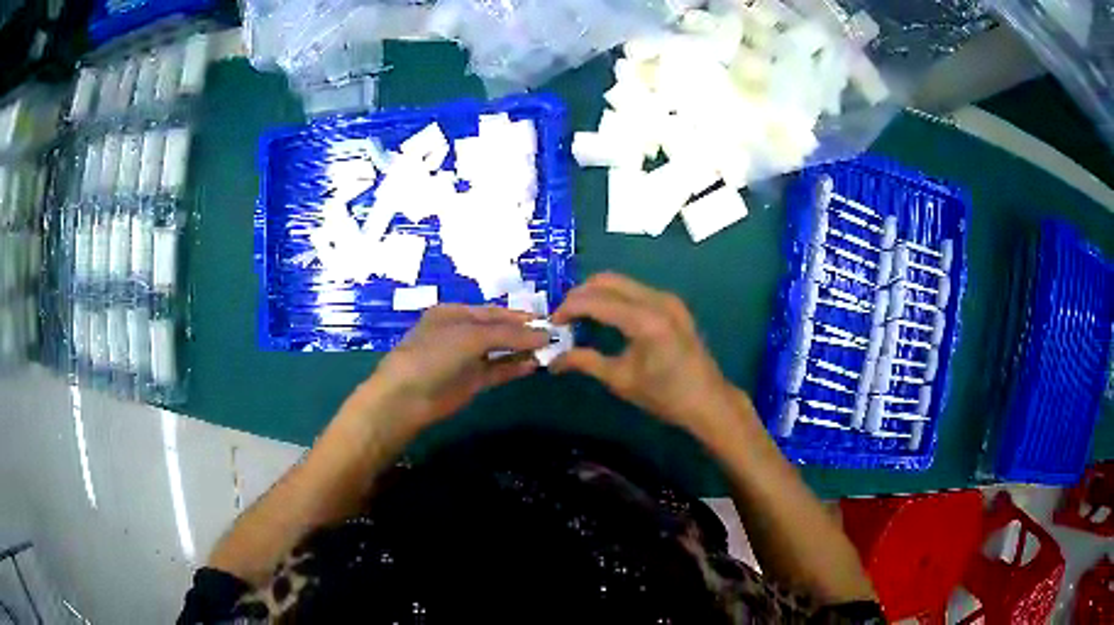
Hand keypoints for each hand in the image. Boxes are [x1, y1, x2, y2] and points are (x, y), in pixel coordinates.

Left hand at [343, 305, 548, 445]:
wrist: (407, 397)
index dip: (520, 316)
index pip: (493, 311)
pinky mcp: (471, 382)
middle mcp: (461, 333)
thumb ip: (508, 334)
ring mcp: (466, 359)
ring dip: (523, 350)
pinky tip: (535, 365)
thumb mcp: (471, 336)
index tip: (549, 319)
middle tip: (555, 335)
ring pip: (500, 351)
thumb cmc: (434, 354)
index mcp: (454, 313)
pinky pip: (498, 371)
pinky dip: (515, 368)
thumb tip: (544, 334)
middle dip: (524, 332)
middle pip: (499, 330)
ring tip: (552, 350)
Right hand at [550, 273, 743, 437]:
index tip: (552, 323)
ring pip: (622, 282)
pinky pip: (636, 290)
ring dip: (597, 293)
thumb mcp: (621, 380)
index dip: (569, 308)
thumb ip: (585, 362)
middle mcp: (657, 300)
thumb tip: (552, 360)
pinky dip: (615, 297)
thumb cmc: (665, 396)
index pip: (596, 301)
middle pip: (607, 281)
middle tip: (563, 316)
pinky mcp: (673, 304)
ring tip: (579, 316)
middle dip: (580, 294)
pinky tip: (605, 316)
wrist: (708, 400)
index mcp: (645, 320)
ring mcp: (668, 299)